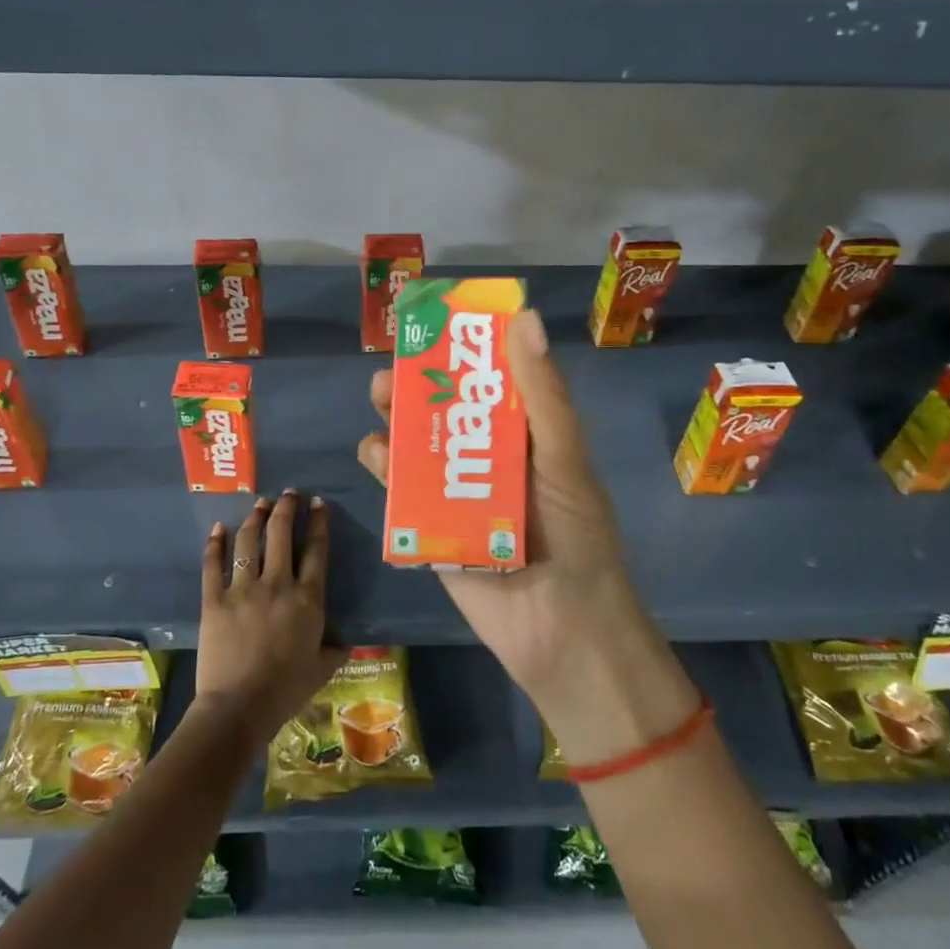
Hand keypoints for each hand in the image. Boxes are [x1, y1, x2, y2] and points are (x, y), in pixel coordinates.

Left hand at [195, 491, 346, 740]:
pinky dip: (215, 544)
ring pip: (249, 542)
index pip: (316, 550)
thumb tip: (345, 640)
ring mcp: (242, 590)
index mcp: (308, 599)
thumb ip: (336, 648)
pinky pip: (213, 565)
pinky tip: (218, 529)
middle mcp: (277, 585)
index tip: (318, 503)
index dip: (318, 522)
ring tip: (259, 503)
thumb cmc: (286, 690)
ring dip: (255, 518)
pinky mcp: (214, 600)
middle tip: (288, 494)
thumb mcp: (323, 669)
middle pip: (282, 534)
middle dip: (286, 508)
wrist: (239, 707)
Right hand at [357, 310, 699, 762]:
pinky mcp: (432, 529)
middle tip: (393, 366)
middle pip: (447, 413)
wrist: (561, 630)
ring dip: (397, 420)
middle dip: (419, 386)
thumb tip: (521, 318)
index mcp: (528, 438)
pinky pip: (403, 492)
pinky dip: (386, 469)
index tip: (437, 325)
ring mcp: (459, 495)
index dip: (465, 352)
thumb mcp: (563, 458)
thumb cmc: (574, 536)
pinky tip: (375, 452)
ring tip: (379, 399)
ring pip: (419, 447)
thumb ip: (542, 395)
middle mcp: (491, 461)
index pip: (493, 383)